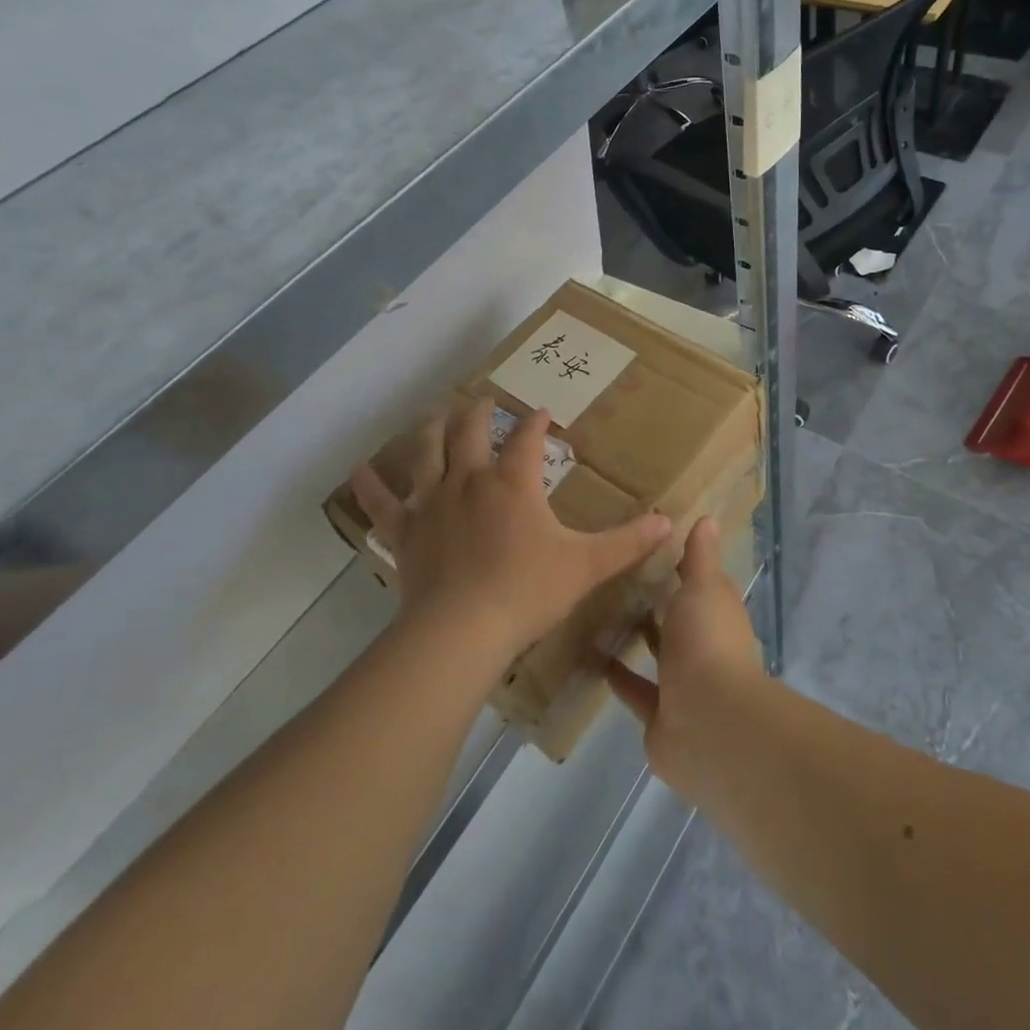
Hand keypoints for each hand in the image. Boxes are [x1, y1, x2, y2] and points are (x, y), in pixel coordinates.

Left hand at [350, 400, 670, 667]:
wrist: (462, 630)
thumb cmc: (527, 591)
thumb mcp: (586, 566)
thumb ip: (628, 542)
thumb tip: (670, 521)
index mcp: (513, 482)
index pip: (526, 439)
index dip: (535, 423)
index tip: (542, 413)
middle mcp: (469, 480)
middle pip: (471, 432)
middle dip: (479, 412)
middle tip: (483, 400)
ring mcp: (432, 502)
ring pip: (427, 453)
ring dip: (431, 430)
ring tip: (434, 413)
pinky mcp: (405, 531)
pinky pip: (382, 503)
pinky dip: (370, 486)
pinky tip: (359, 470)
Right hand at [606, 517, 764, 794]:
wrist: (709, 723)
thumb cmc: (707, 642)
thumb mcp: (703, 587)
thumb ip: (700, 556)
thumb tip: (708, 517)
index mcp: (717, 613)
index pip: (699, 581)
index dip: (679, 562)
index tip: (647, 541)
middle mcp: (702, 645)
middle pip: (676, 617)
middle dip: (652, 599)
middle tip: (611, 573)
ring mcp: (682, 682)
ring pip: (657, 653)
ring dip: (636, 636)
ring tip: (596, 609)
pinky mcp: (659, 713)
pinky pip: (635, 690)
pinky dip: (617, 675)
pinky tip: (590, 654)